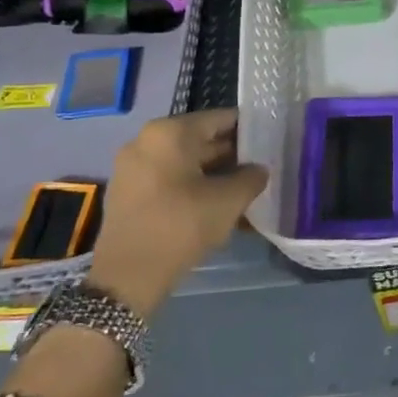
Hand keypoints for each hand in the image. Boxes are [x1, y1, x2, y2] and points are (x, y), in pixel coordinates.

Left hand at [87, 110, 268, 314]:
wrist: (127, 278)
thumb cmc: (181, 226)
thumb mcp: (228, 201)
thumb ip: (251, 178)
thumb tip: (258, 170)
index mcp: (170, 132)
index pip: (220, 119)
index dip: (248, 130)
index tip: (270, 142)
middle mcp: (146, 140)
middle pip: (200, 139)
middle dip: (231, 155)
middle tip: (261, 167)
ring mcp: (132, 166)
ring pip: (185, 162)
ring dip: (214, 173)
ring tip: (243, 189)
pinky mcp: (127, 192)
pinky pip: (169, 179)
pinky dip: (192, 187)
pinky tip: (215, 205)